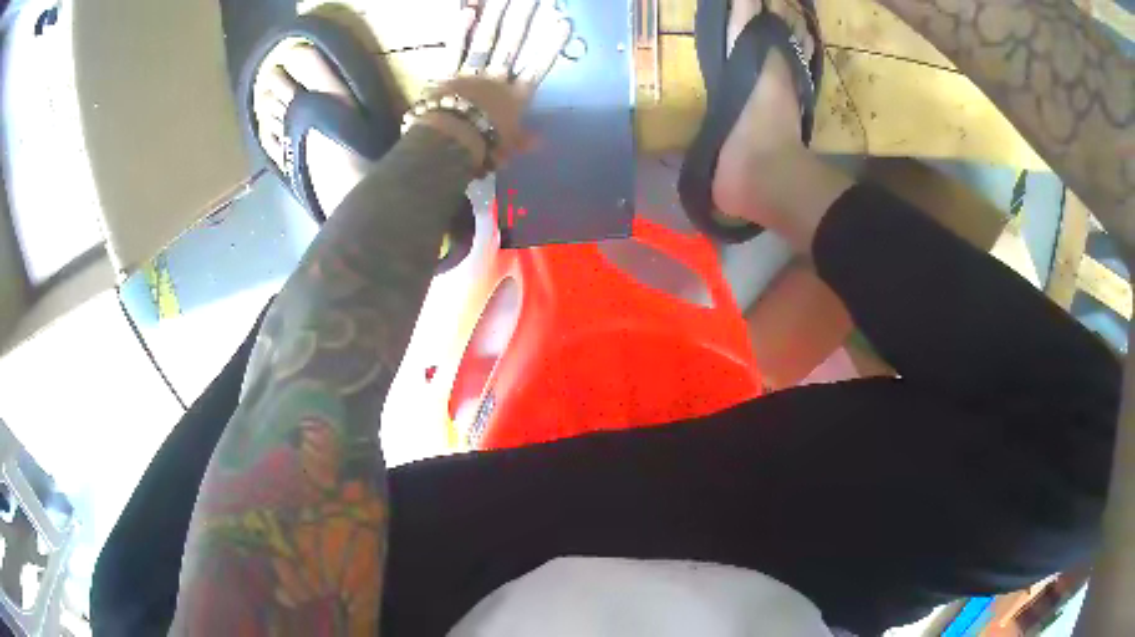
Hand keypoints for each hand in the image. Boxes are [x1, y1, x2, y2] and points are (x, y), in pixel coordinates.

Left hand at [417, 0, 571, 169]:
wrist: (451, 144)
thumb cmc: (483, 149)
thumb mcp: (507, 149)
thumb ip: (523, 141)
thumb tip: (541, 141)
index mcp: (515, 98)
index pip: (537, 67)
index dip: (550, 45)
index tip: (563, 23)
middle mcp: (497, 78)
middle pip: (513, 44)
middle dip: (524, 18)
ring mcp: (473, 72)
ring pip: (487, 40)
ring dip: (497, 16)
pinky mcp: (449, 73)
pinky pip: (455, 50)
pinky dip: (460, 31)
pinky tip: (467, 10)